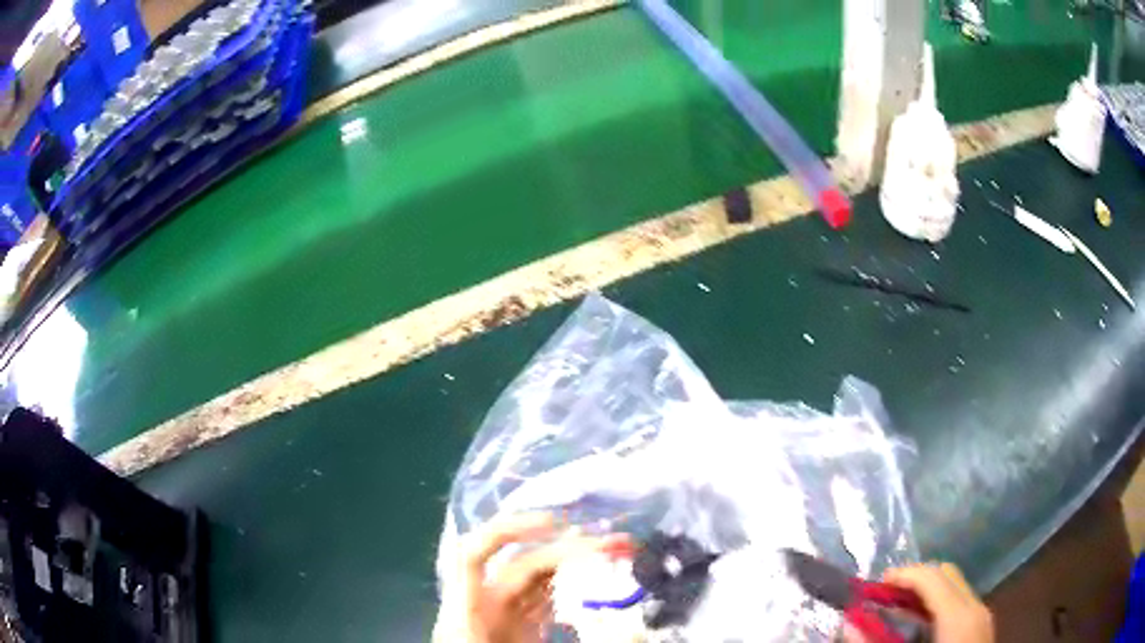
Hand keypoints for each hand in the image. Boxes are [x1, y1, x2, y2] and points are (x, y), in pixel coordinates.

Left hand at [433, 513, 631, 642]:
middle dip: (569, 547)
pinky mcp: (519, 627)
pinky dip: (572, 587)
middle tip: (618, 543)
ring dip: (575, 562)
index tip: (556, 525)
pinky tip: (600, 581)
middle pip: (522, 564)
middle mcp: (484, 606)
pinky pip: (545, 599)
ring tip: (616, 552)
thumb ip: (579, 642)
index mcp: (467, 614)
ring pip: (538, 578)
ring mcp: (502, 616)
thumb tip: (633, 634)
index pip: (472, 555)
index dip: (508, 531)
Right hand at [882, 563, 993, 642]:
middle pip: (946, 574)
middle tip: (884, 599)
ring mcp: (983, 616)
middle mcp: (976, 607)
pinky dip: (938, 606)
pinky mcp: (982, 627)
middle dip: (914, 580)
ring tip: (898, 612)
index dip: (901, 575)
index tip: (872, 589)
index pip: (931, 576)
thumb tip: (849, 624)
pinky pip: (960, 603)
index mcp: (958, 616)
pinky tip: (920, 627)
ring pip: (955, 587)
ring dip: (926, 592)